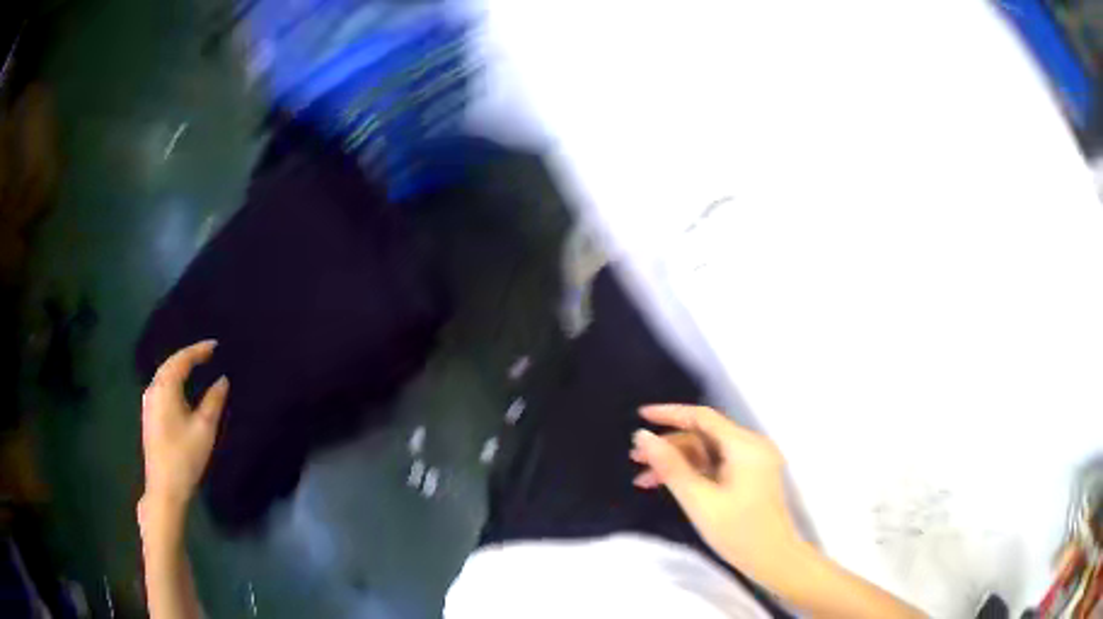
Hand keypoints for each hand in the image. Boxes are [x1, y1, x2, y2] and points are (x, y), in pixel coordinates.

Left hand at [140, 340, 228, 511]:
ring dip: (180, 368)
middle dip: (188, 356)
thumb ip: (214, 401)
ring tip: (197, 367)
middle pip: (170, 364)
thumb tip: (222, 380)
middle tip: (208, 354)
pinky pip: (162, 387)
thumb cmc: (185, 456)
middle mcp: (153, 389)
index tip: (216, 345)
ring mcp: (148, 402)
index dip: (199, 350)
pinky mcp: (149, 415)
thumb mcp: (205, 428)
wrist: (164, 487)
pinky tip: (182, 388)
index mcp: (165, 387)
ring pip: (164, 375)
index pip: (182, 359)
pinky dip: (173, 380)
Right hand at [630, 404, 797, 579]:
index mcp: (744, 445)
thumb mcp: (699, 500)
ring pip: (708, 452)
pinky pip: (717, 465)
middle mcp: (751, 445)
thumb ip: (671, 466)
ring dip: (677, 462)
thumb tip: (644, 436)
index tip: (640, 416)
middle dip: (669, 446)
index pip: (703, 417)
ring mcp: (753, 461)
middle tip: (635, 458)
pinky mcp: (751, 476)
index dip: (670, 413)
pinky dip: (694, 473)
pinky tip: (669, 486)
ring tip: (644, 479)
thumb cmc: (737, 531)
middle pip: (704, 435)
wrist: (773, 558)